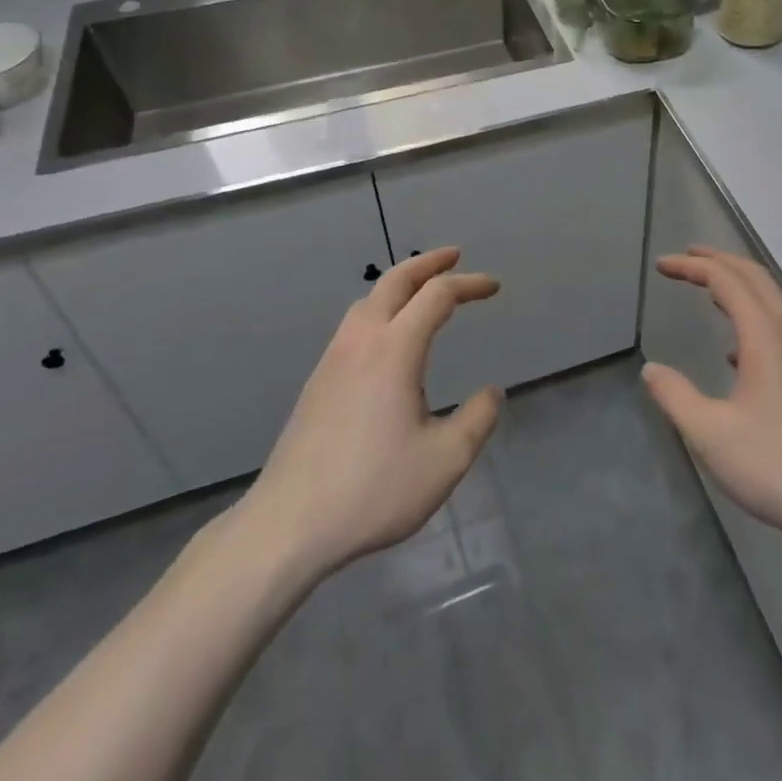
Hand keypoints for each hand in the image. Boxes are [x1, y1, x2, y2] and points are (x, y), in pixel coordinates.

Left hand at [229, 247, 502, 582]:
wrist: (288, 525)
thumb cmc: (373, 489)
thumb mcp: (445, 460)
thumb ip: (477, 420)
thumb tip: (491, 393)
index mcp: (395, 349)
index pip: (437, 296)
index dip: (469, 284)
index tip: (493, 287)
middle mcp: (361, 341)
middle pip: (395, 281)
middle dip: (428, 263)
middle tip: (454, 256)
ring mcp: (333, 360)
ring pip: (368, 301)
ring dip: (399, 285)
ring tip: (422, 292)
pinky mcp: (317, 382)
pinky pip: (354, 325)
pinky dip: (380, 309)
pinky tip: (387, 339)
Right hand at [643, 247, 781, 549]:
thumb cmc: (780, 465)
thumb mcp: (712, 435)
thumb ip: (676, 398)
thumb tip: (651, 370)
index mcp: (765, 335)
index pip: (725, 280)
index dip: (692, 267)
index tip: (662, 265)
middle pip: (755, 278)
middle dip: (719, 261)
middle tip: (688, 257)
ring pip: (773, 302)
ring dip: (740, 287)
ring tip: (711, 293)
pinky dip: (756, 318)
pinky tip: (741, 356)